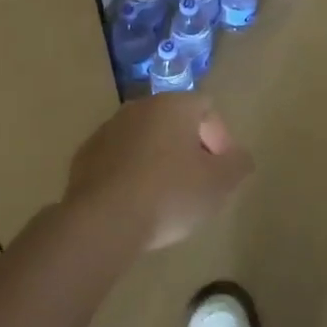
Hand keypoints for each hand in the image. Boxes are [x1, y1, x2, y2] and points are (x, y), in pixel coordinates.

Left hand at [63, 95, 252, 250]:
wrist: (103, 220)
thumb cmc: (169, 195)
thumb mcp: (218, 184)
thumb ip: (237, 165)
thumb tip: (240, 157)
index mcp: (173, 105)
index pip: (207, 108)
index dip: (220, 138)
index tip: (221, 170)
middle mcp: (139, 107)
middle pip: (174, 121)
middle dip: (189, 147)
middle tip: (197, 182)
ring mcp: (108, 129)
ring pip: (145, 138)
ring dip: (158, 159)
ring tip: (165, 196)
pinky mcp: (85, 154)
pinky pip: (119, 157)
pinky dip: (131, 172)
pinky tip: (135, 202)